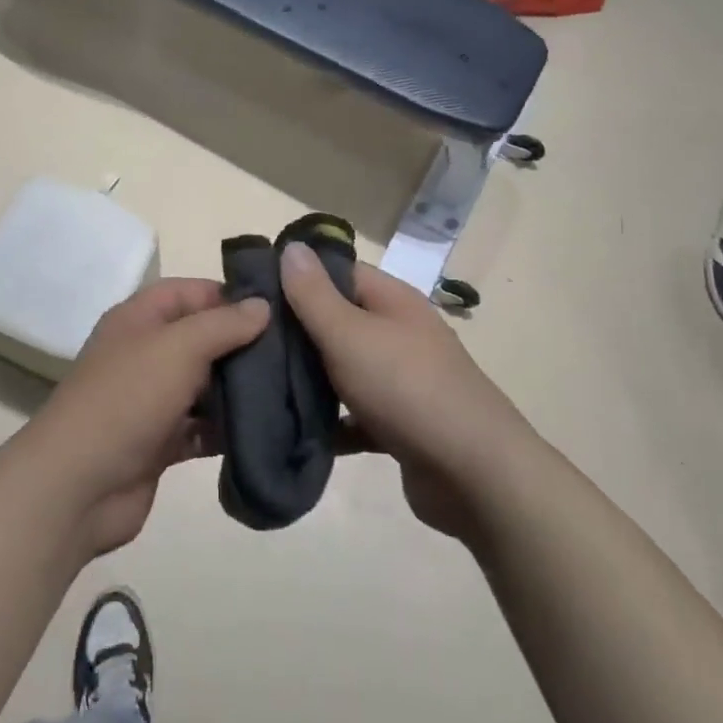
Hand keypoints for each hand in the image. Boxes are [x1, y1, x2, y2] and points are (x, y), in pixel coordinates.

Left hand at [19, 279, 269, 558]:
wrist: (77, 485)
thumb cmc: (127, 398)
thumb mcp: (178, 347)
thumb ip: (223, 324)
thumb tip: (262, 306)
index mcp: (139, 318)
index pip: (190, 291)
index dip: (229, 296)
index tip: (276, 309)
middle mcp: (145, 353)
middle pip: (201, 338)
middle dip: (242, 345)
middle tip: (294, 353)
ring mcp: (151, 399)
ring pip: (204, 385)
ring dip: (238, 389)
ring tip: (290, 391)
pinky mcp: (159, 442)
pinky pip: (201, 427)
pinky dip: (226, 429)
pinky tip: (264, 431)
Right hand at [280, 244, 522, 542]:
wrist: (475, 475)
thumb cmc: (407, 388)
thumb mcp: (350, 334)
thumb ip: (315, 294)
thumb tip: (293, 247)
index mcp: (392, 301)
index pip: (338, 272)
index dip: (297, 277)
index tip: (253, 292)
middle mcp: (399, 333)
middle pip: (338, 320)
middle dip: (296, 331)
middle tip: (247, 342)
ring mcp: (403, 380)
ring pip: (344, 368)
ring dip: (310, 378)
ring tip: (260, 384)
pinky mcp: (401, 424)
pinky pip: (355, 414)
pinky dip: (331, 421)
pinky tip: (295, 429)